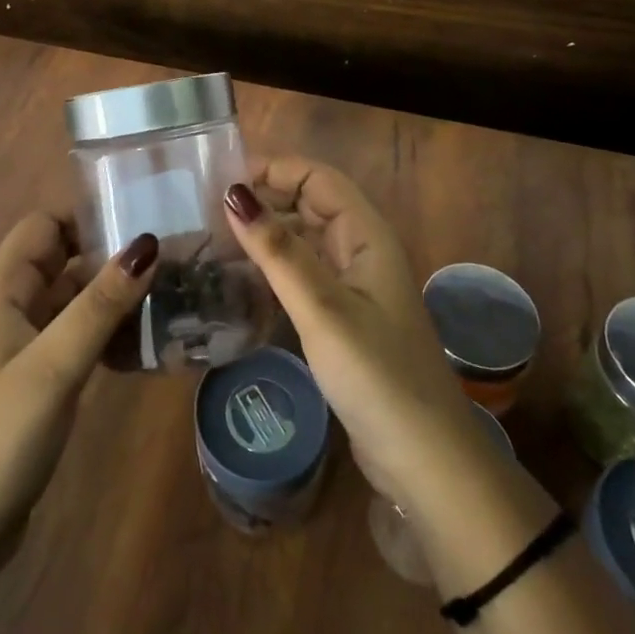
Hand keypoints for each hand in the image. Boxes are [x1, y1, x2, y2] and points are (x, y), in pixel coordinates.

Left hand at [0, 213, 158, 556]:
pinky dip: (107, 332)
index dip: (86, 215)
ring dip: (114, 296)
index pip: (45, 225)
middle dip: (111, 255)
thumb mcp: (54, 365)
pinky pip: (77, 336)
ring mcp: (24, 344)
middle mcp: (12, 306)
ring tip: (171, 296)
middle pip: (64, 259)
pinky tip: (145, 345)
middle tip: (171, 259)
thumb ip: (100, 305)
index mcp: (3, 289)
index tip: (141, 221)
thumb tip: (147, 243)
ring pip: (75, 299)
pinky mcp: (38, 377)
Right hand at [223, 159, 495, 517]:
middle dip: (265, 200)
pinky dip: (273, 272)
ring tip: (213, 242)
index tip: (221, 180)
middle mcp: (361, 253)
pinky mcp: (343, 322)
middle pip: (309, 206)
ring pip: (304, 242)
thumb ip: (278, 251)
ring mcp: (353, 289)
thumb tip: (233, 193)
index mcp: (366, 236)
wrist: (426, 464)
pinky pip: (302, 278)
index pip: (317, 177)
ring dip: (266, 236)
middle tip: (207, 213)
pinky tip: (239, 284)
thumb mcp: (322, 309)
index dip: (274, 169)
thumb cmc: (377, 376)